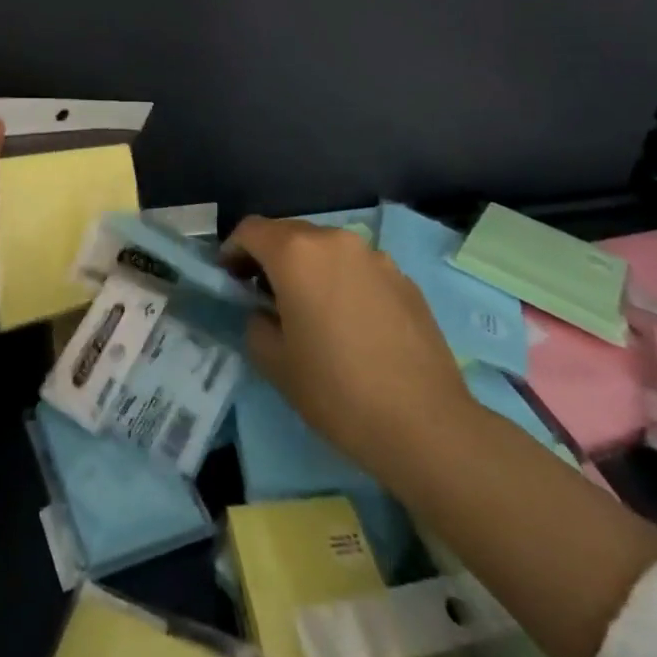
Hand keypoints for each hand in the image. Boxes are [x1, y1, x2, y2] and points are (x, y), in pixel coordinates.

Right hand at [227, 216, 472, 473]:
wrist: (426, 425)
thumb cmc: (338, 391)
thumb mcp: (275, 363)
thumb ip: (256, 323)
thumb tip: (265, 313)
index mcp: (296, 253)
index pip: (251, 230)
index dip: (232, 250)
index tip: (229, 278)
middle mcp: (335, 241)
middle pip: (289, 234)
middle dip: (270, 257)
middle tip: (262, 295)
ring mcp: (374, 257)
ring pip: (327, 250)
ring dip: (309, 269)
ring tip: (311, 311)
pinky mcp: (404, 279)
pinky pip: (359, 269)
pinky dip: (343, 283)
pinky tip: (351, 325)